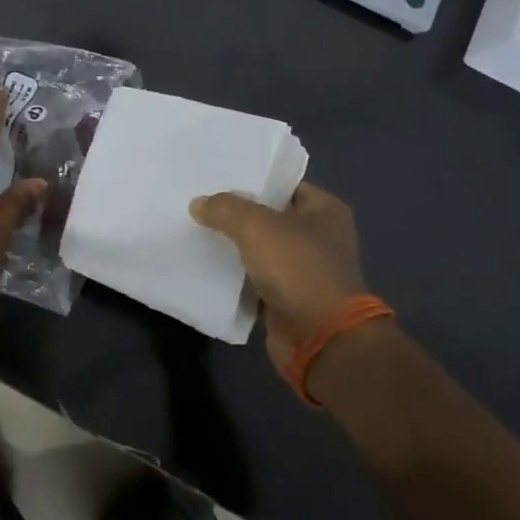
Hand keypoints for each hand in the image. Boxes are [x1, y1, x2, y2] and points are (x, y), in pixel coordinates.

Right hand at [189, 184, 365, 375]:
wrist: (320, 340)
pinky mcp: (288, 298)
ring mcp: (304, 270)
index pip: (281, 185)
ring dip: (232, 246)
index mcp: (324, 210)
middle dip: (235, 214)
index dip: (250, 180)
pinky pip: (254, 278)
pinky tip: (204, 265)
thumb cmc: (298, 269)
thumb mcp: (255, 226)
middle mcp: (318, 237)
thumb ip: (224, 208)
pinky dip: (234, 275)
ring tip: (194, 231)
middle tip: (198, 204)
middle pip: (267, 216)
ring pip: (258, 249)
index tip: (215, 179)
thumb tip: (199, 204)